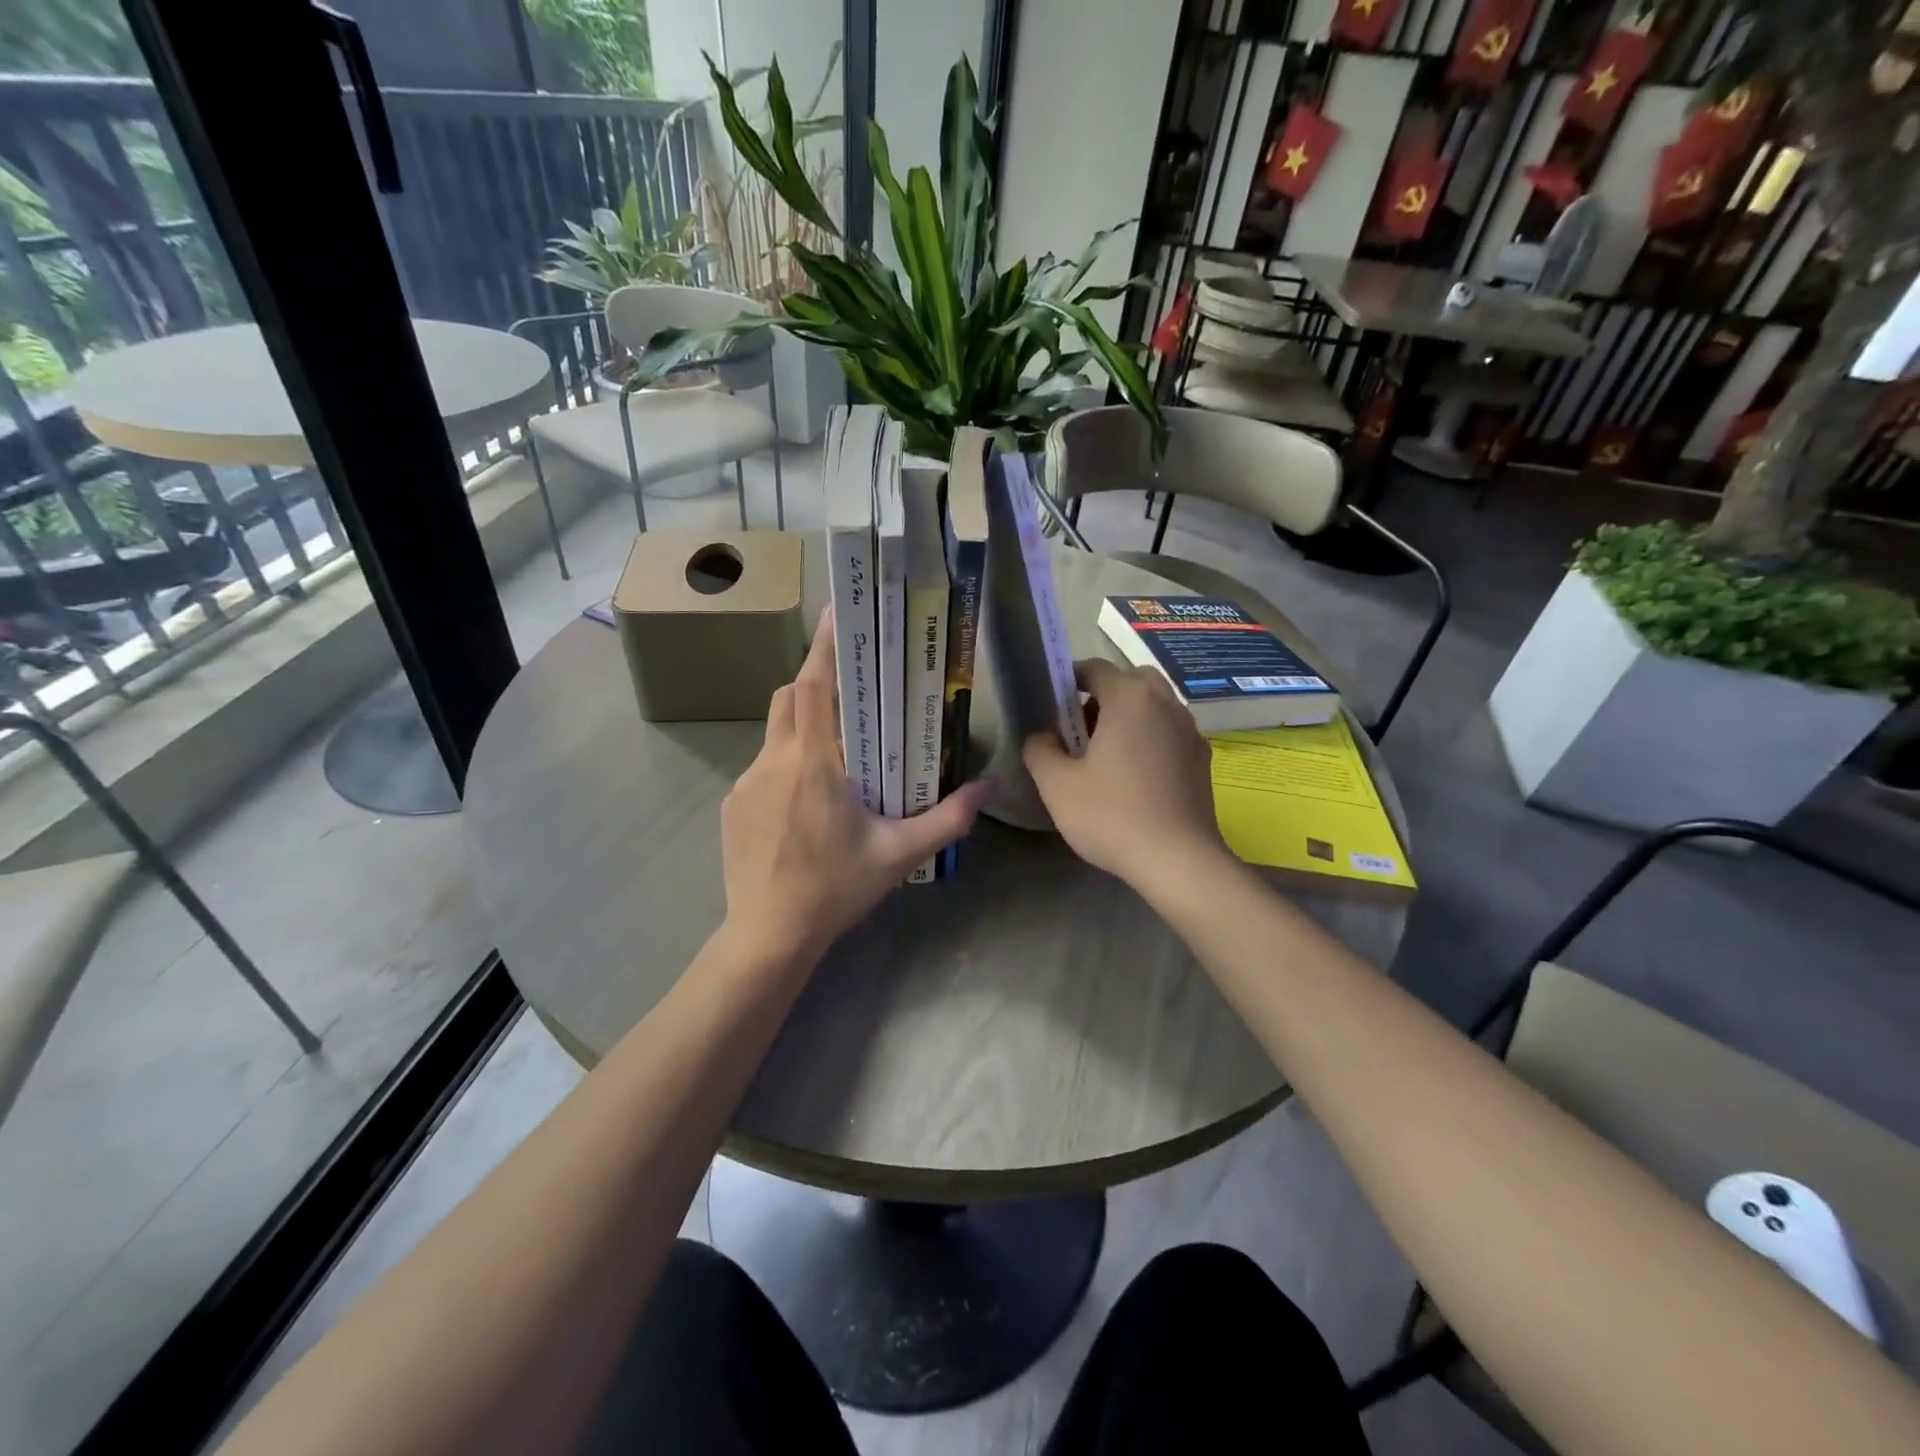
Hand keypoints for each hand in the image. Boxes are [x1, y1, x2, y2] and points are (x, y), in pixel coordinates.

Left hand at [720, 610, 990, 963]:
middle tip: (851, 694)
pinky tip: (804, 805)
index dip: (824, 645)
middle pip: (789, 697)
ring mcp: (746, 782)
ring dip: (802, 727)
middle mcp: (774, 760)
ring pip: (774, 731)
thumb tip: (989, 787)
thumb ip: (948, 818)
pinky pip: (761, 766)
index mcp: (813, 762)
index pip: (814, 685)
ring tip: (835, 757)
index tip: (838, 613)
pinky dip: (785, 764)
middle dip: (816, 683)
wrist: (768, 936)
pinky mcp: (733, 805)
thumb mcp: (899, 854)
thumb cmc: (835, 889)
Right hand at [1023, 658, 1227, 890]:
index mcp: (1130, 699)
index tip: (1054, 707)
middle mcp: (1166, 704)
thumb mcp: (1057, 785)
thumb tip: (1042, 734)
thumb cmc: (1112, 816)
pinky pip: (1171, 732)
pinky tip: (1137, 775)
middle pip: (1131, 680)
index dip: (1070, 680)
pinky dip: (1151, 737)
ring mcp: (1190, 731)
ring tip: (1108, 754)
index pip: (1095, 668)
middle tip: (1082, 729)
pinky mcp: (1202, 759)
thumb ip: (1040, 749)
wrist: (1179, 860)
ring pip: (1155, 705)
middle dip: (1104, 695)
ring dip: (1130, 716)